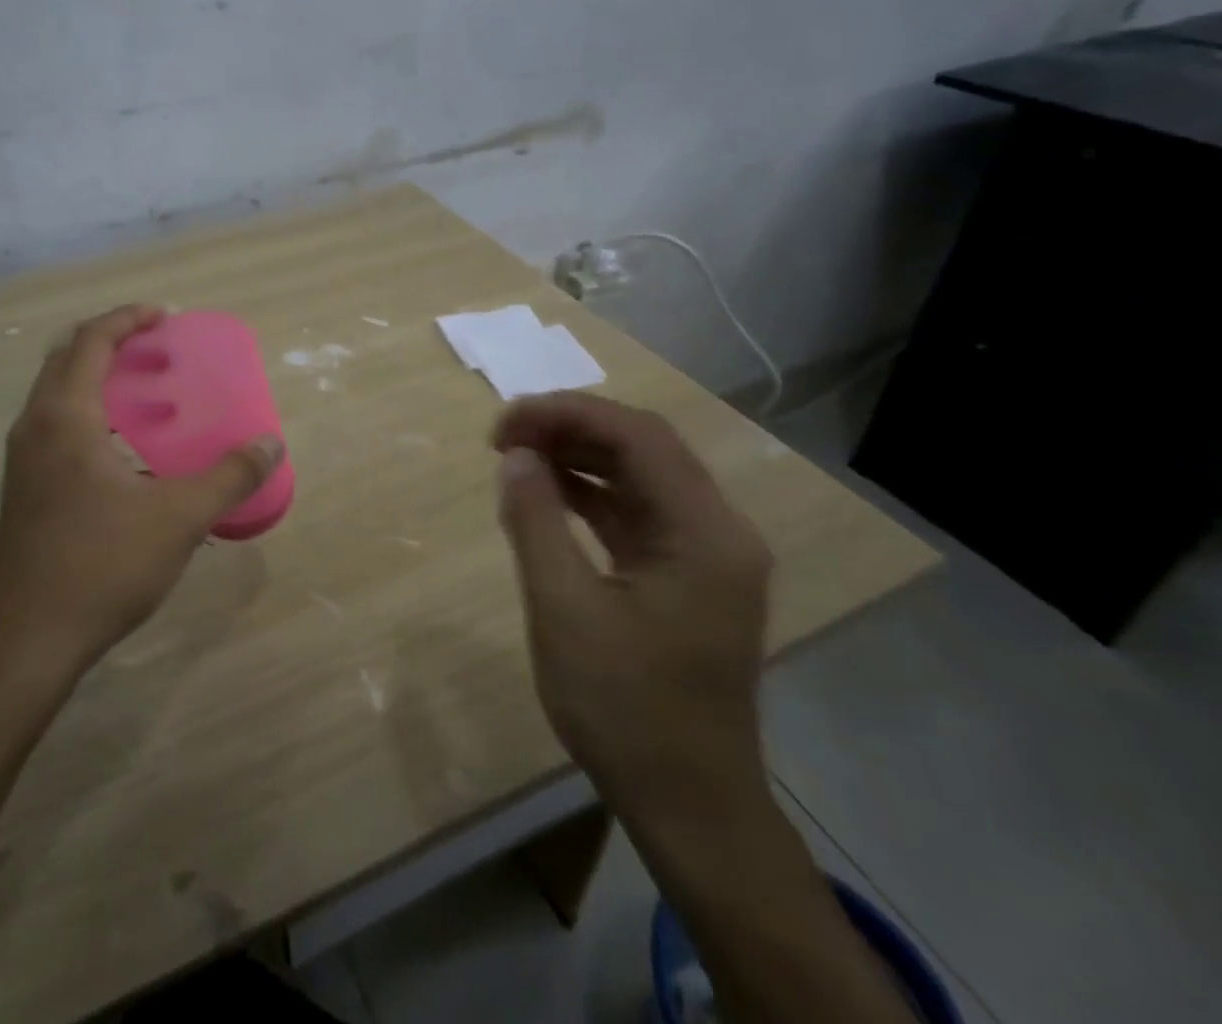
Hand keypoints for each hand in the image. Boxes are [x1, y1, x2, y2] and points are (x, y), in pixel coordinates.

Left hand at [0, 304, 284, 688]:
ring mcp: (23, 461)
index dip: (128, 319)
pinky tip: (124, 450)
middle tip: (156, 348)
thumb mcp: (178, 518)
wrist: (26, 643)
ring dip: (96, 378)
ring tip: (145, 391)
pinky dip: (88, 413)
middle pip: (66, 357)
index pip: (91, 341)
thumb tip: (271, 445)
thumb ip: (229, 477)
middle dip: (111, 341)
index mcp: (65, 417)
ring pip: (56, 394)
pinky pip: (55, 426)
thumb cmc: (101, 566)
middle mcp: (35, 427)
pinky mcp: (24, 491)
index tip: (165, 317)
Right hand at [492, 393, 771, 821]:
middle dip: (569, 429)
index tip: (504, 424)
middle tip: (503, 436)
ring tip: (516, 455)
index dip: (566, 414)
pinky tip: (548, 492)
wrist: (689, 808)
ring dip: (578, 457)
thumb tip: (514, 455)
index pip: (637, 436)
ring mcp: (706, 554)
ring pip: (640, 476)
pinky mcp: (686, 576)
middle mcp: (718, 530)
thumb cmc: (626, 710)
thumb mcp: (564, 610)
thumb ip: (535, 521)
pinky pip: (637, 512)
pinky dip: (591, 494)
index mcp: (704, 532)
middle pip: (643, 447)